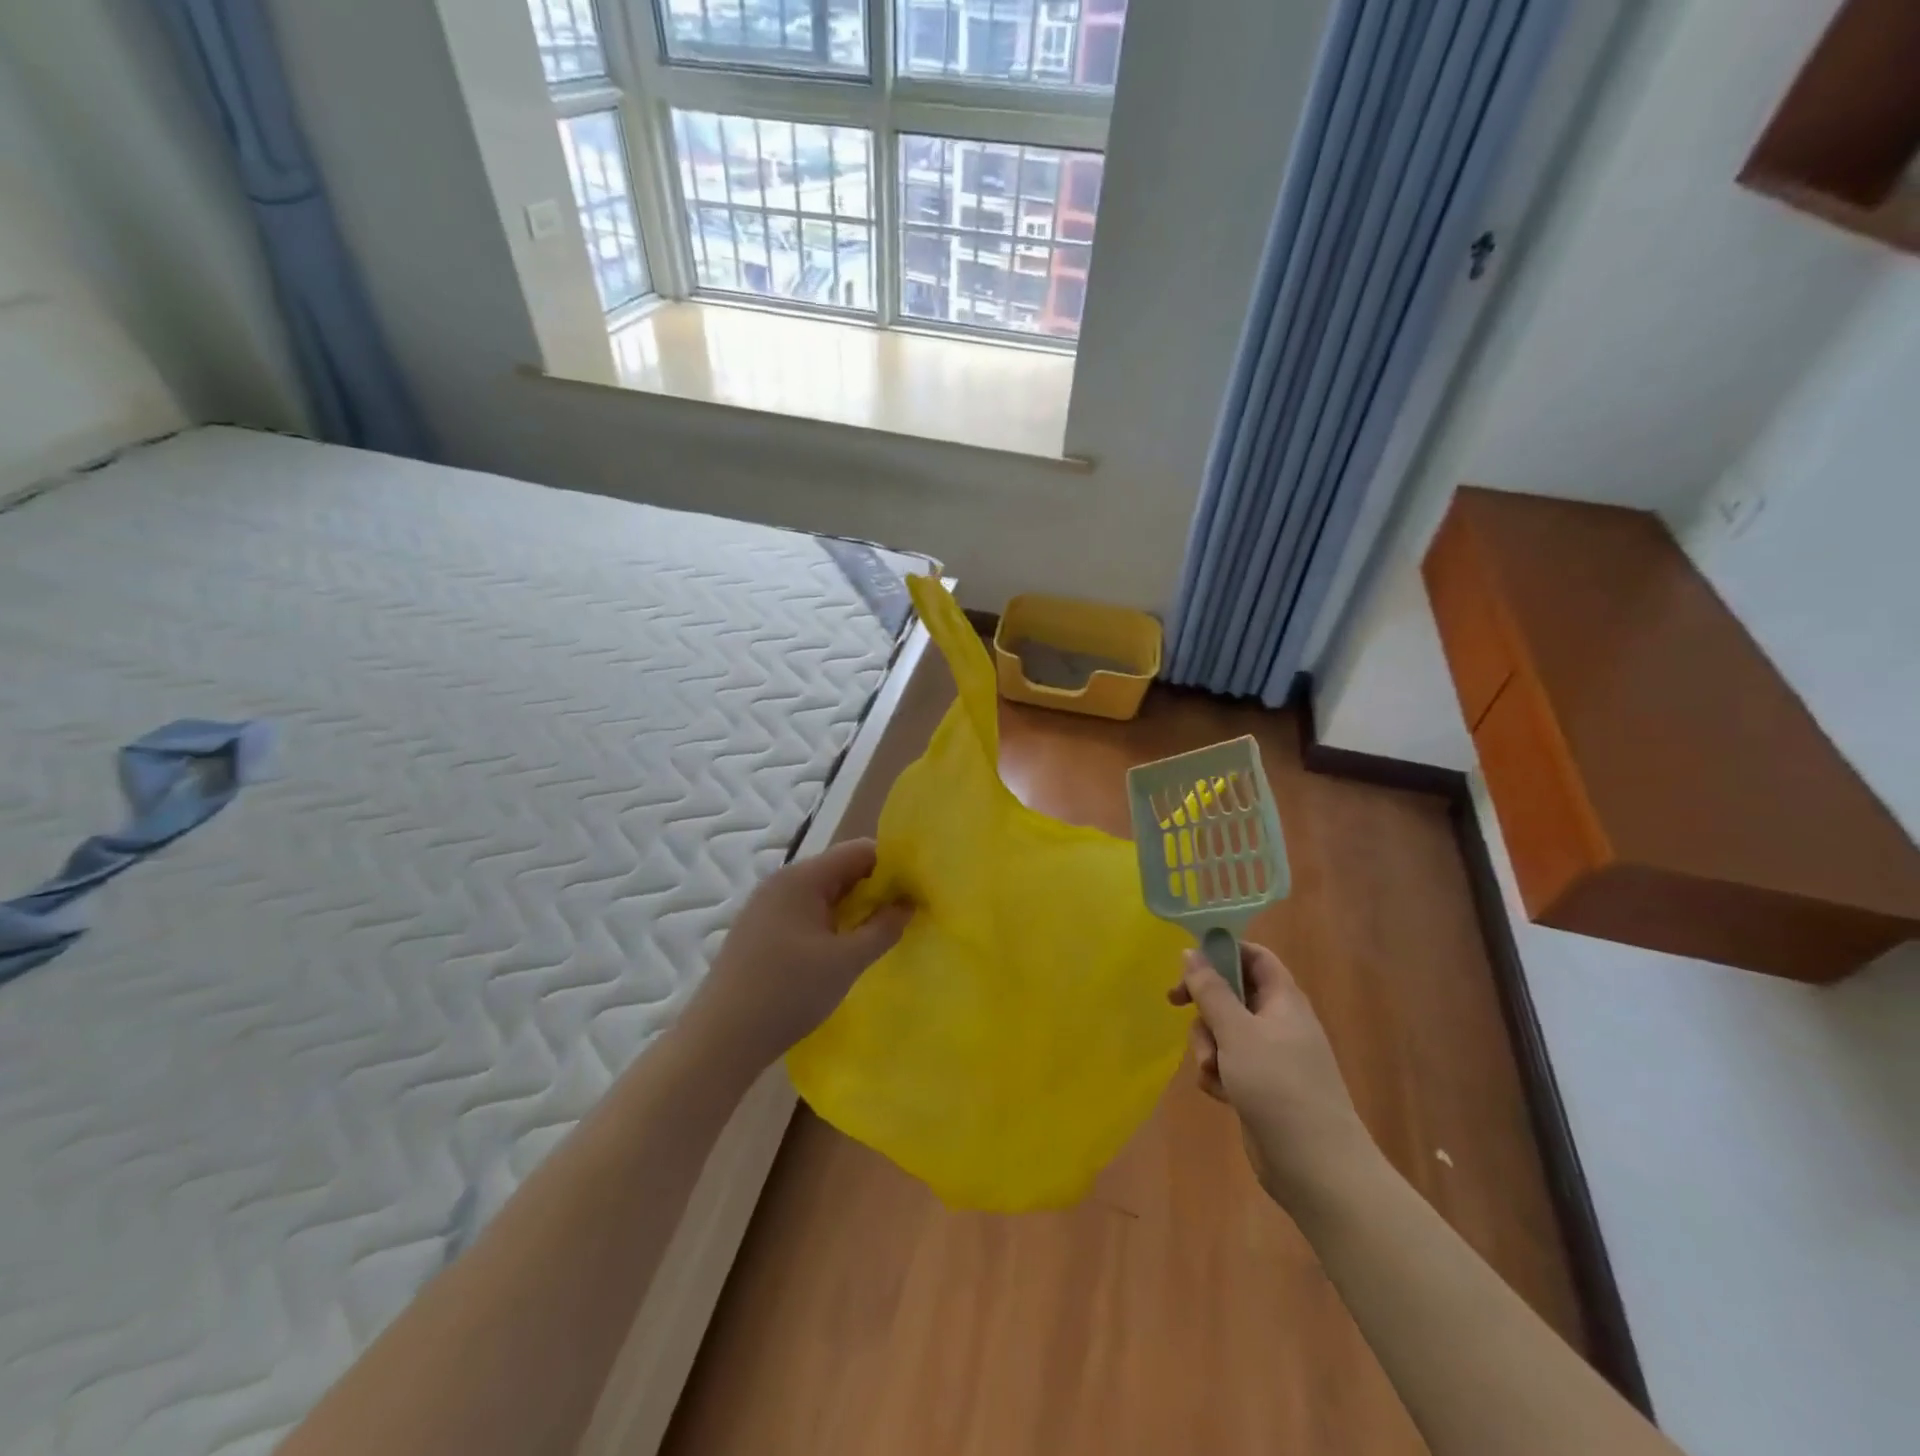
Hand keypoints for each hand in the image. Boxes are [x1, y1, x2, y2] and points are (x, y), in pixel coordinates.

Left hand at [683, 839, 911, 1073]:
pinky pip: (805, 912)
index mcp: (802, 878)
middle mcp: (782, 881)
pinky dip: (829, 923)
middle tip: (903, 917)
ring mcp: (766, 905)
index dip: (892, 866)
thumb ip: (883, 928)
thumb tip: (908, 903)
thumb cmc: (788, 993)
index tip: (916, 892)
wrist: (720, 1039)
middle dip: (874, 889)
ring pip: (823, 893)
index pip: (859, 851)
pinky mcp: (759, 930)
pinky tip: (840, 951)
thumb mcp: (846, 961)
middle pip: (840, 869)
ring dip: (852, 909)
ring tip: (877, 936)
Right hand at [1168, 942, 1377, 1207]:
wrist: (1318, 1168)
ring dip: (1208, 1045)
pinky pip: (1230, 1064)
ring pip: (1225, 1031)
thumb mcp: (1236, 1031)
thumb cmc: (1278, 1086)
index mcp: (1283, 1000)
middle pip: (1232, 993)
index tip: (1188, 963)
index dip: (1222, 951)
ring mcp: (1272, 1057)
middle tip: (1177, 1007)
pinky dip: (1219, 1074)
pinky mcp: (1262, 1087)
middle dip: (1205, 1007)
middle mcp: (1279, 1022)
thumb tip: (1191, 952)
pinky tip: (1219, 1094)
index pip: (1254, 956)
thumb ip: (1210, 990)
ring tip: (1212, 1071)